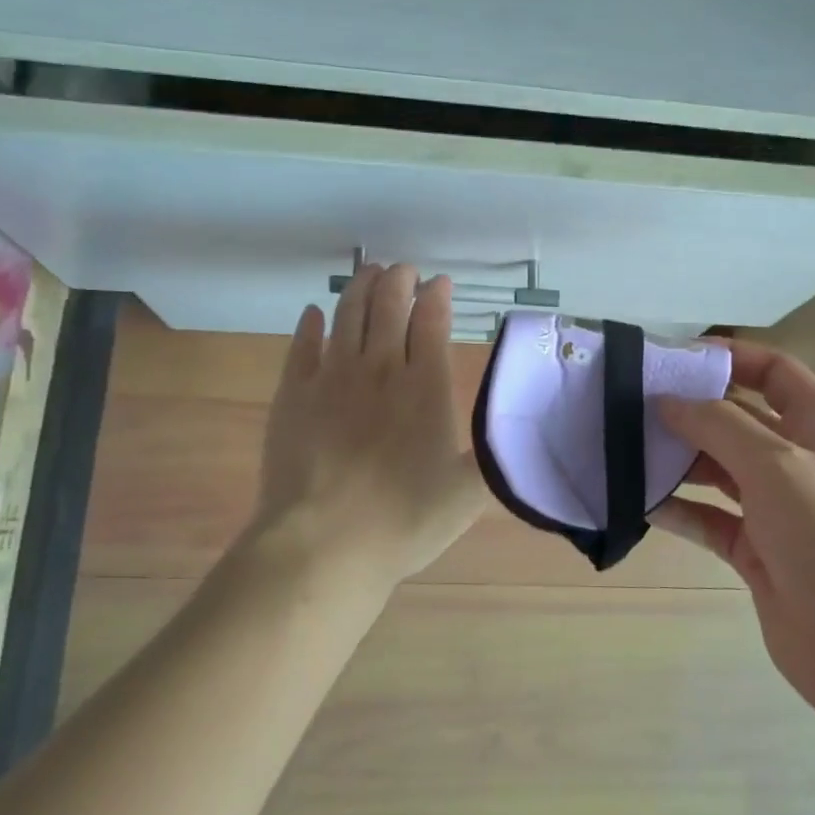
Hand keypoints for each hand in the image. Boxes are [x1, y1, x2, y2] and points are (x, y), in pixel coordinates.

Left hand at [248, 263, 486, 591]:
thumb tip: (520, 432)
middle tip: (404, 270)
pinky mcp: (294, 393)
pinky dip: (311, 324)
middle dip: (399, 281)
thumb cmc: (404, 521)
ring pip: (348, 314)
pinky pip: (303, 345)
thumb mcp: (469, 495)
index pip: (432, 323)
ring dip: (361, 288)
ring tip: (369, 273)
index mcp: (426, 387)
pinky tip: (315, 313)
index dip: (436, 297)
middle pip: (389, 307)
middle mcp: (381, 369)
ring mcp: (332, 377)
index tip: (439, 282)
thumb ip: (496, 457)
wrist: (324, 544)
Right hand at [650, 342, 814, 726]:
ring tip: (626, 450)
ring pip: (719, 468)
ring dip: (678, 459)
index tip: (671, 358)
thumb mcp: (775, 464)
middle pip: (737, 418)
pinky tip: (641, 503)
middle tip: (630, 405)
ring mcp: (777, 506)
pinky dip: (680, 508)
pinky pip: (710, 517)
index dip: (727, 357)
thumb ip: (718, 425)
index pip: (772, 370)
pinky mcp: (756, 548)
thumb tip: (669, 399)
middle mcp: (799, 458)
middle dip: (690, 410)